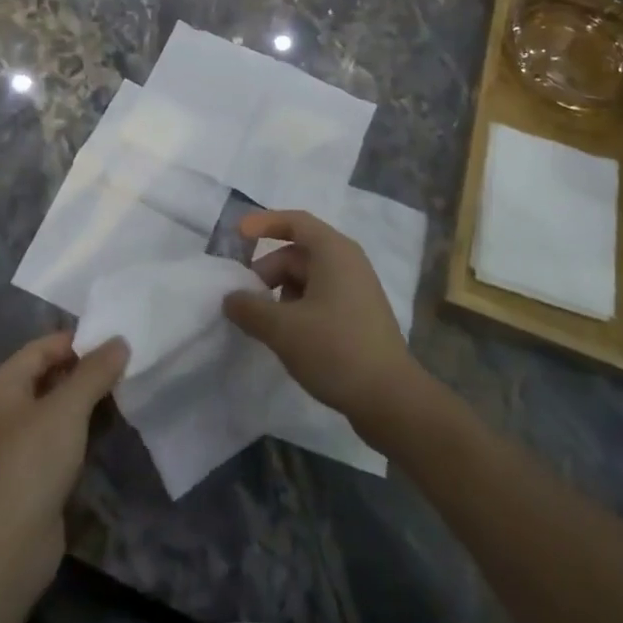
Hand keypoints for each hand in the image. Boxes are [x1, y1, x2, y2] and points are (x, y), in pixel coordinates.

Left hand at [0, 330, 128, 589]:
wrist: (6, 548)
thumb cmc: (31, 461)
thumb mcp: (68, 407)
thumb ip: (95, 371)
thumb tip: (120, 341)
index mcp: (1, 385)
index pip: (42, 347)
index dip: (76, 341)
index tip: (113, 340)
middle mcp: (1, 411)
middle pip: (47, 378)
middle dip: (83, 372)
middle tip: (122, 365)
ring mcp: (12, 448)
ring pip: (53, 412)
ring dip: (83, 403)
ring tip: (121, 393)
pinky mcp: (27, 479)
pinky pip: (56, 441)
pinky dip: (78, 433)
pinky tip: (104, 431)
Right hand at [222, 210, 420, 425]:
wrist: (391, 400)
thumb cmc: (336, 350)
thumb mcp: (283, 329)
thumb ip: (250, 309)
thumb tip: (230, 298)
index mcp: (333, 251)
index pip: (294, 221)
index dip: (263, 224)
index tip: (237, 235)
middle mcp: (348, 261)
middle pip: (298, 253)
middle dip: (268, 272)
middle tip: (245, 300)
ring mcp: (357, 289)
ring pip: (308, 278)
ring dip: (282, 294)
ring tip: (265, 325)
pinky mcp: (360, 316)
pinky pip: (321, 297)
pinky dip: (299, 308)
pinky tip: (288, 337)